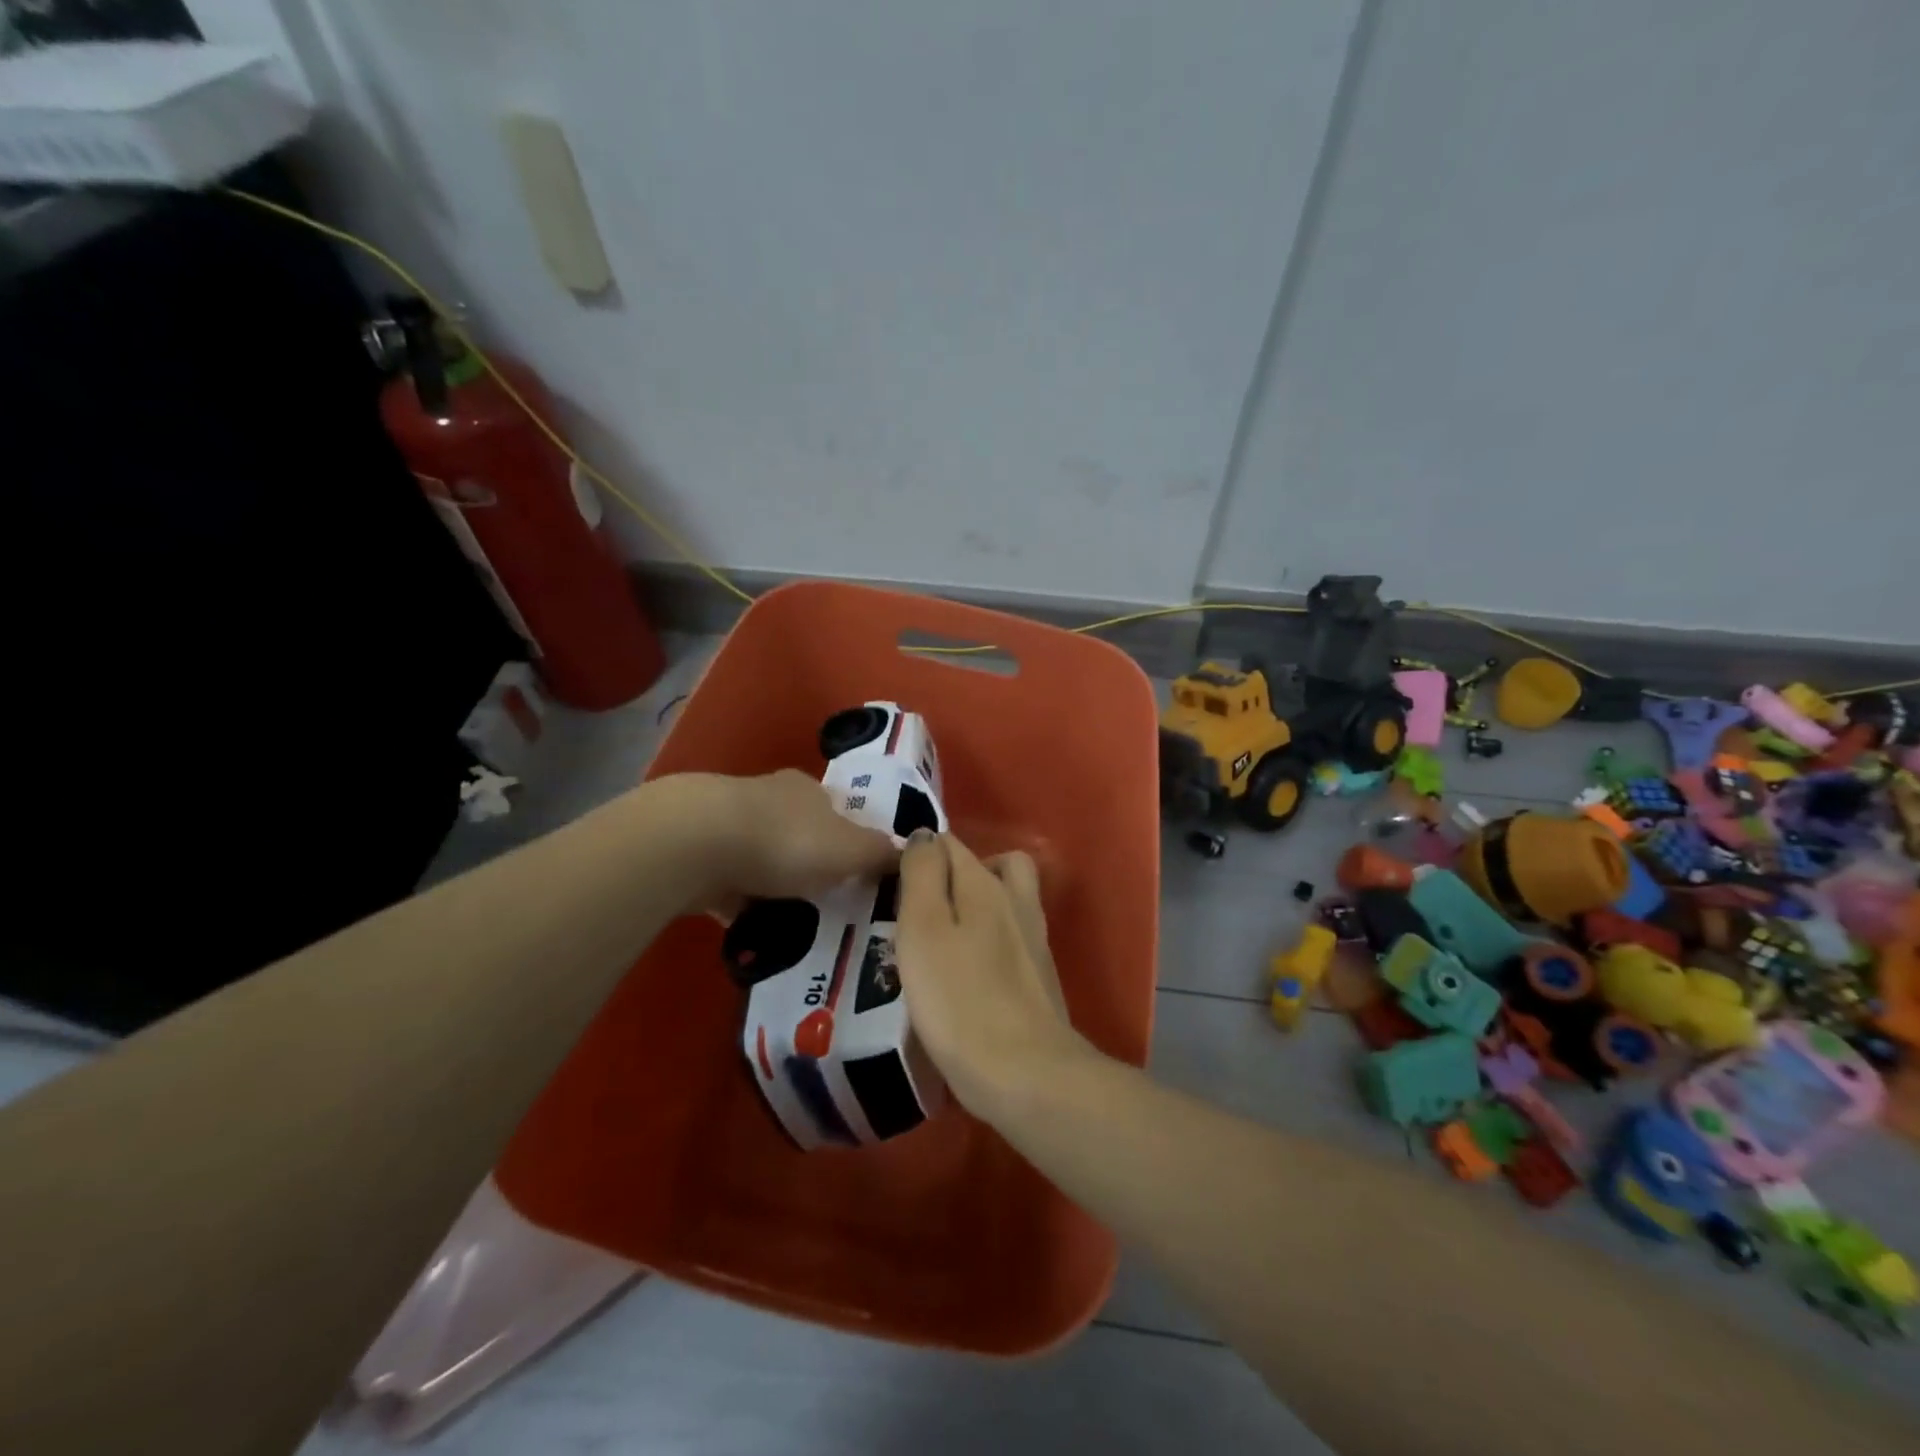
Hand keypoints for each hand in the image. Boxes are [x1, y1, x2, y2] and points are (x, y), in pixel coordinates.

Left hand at [649, 770, 898, 915]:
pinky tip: (749, 930)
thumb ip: (881, 853)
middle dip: (809, 864)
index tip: (855, 874)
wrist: (696, 844)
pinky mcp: (696, 853)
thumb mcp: (851, 850)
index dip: (848, 841)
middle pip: (797, 832)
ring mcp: (727, 824)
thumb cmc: (787, 841)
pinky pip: (728, 883)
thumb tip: (912, 849)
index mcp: (808, 790)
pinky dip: (740, 903)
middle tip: (825, 903)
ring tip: (789, 922)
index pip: (836, 811)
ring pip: (761, 857)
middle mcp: (768, 798)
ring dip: (772, 884)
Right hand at [894, 831, 1086, 1123]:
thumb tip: (925, 835)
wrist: (1025, 1073)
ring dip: (977, 906)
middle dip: (957, 874)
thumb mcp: (923, 929)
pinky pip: (1012, 938)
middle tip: (924, 907)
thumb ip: (922, 875)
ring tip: (942, 939)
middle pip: (990, 865)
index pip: (950, 844)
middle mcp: (1017, 900)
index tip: (893, 886)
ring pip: (1006, 900)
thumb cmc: (959, 999)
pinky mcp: (1040, 976)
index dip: (920, 856)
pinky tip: (966, 973)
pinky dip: (990, 941)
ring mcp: (1034, 939)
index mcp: (986, 884)